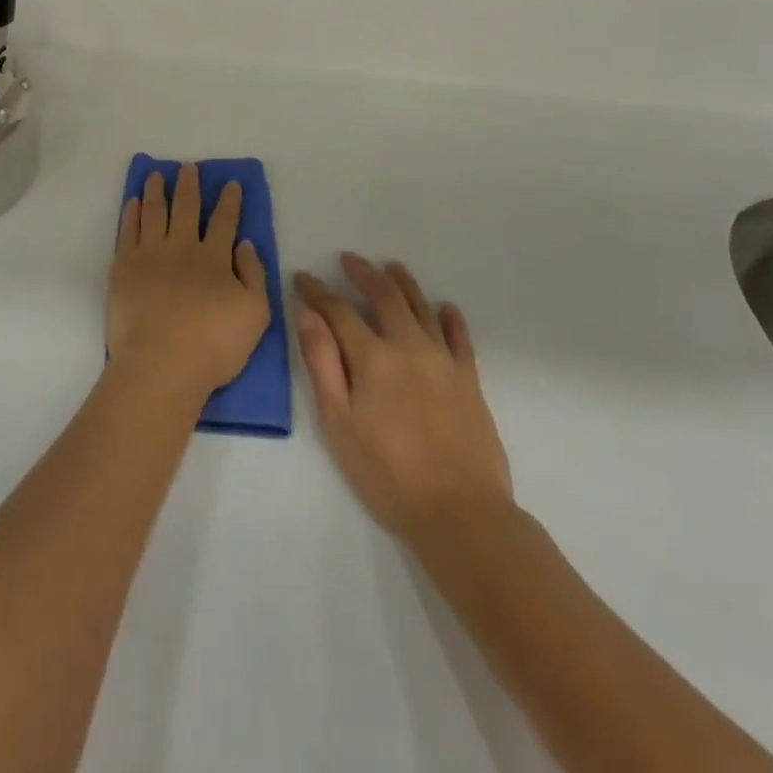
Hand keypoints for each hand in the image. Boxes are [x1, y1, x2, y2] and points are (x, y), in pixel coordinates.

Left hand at [108, 164, 270, 401]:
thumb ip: (254, 275)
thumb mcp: (255, 314)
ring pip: (153, 212)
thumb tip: (245, 244)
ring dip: (155, 191)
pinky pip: (127, 231)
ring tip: (156, 174)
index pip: (224, 222)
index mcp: (214, 259)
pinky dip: (131, 214)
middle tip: (188, 167)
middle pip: (186, 208)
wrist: (161, 363)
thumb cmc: (213, 345)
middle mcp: (181, 248)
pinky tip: (132, 203)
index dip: (229, 201)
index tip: (230, 182)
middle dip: (189, 185)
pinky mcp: (123, 267)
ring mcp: (149, 255)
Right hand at [294, 255, 512, 546]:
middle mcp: (409, 346)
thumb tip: (308, 316)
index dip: (317, 291)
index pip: (338, 310)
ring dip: (404, 283)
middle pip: (384, 296)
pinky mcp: (470, 381)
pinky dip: (451, 318)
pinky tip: (445, 307)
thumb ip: (322, 364)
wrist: (461, 514)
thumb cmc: (387, 473)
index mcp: (372, 357)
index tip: (302, 277)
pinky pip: (461, 338)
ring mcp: (444, 361)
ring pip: (422, 308)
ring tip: (391, 267)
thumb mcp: (338, 422)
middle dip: (363, 273)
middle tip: (349, 258)